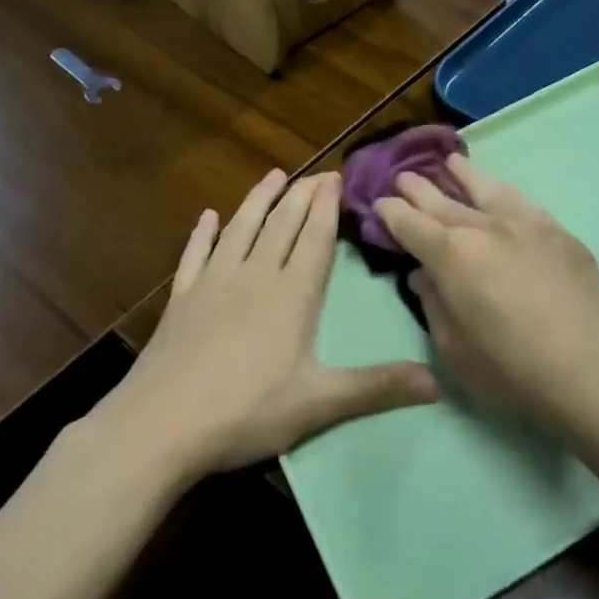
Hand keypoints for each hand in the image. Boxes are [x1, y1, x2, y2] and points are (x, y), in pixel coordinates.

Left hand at [80, 170, 439, 483]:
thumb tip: (439, 384)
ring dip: (258, 200)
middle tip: (317, 172)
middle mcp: (254, 277)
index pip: (314, 238)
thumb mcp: (321, 403)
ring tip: (273, 175)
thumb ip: (378, 387)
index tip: (337, 177)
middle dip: (301, 195)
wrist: (159, 426)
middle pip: (281, 225)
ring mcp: (213, 285)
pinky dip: (203, 234)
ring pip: (240, 229)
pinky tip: (207, 217)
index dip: (327, 207)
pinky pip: (195, 256)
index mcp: (291, 295)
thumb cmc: (247, 411)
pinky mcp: (181, 301)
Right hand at [375, 157, 598, 440]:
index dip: (391, 213)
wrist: (591, 368)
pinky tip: (499, 192)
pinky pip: (521, 201)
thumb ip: (434, 304)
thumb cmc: (512, 371)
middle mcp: (486, 227)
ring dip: (463, 174)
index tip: (380, 203)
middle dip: (419, 188)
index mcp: (452, 255)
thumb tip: (424, 274)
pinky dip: (502, 191)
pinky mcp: (559, 232)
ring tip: (450, 163)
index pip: (411, 225)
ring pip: (487, 188)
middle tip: (403, 176)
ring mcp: (526, 224)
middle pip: (444, 201)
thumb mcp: (454, 349)